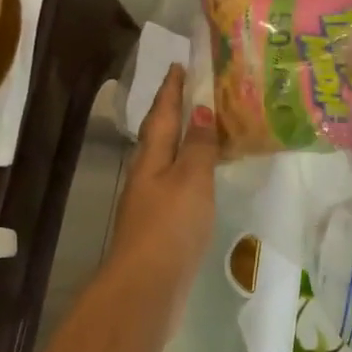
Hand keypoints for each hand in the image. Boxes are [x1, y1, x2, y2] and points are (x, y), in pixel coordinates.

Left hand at [106, 65, 217, 298]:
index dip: (170, 90)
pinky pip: (177, 187)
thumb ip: (198, 147)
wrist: (147, 285)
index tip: (177, 65)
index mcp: (151, 159)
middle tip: (193, 92)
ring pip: (167, 162)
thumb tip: (201, 111)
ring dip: (183, 143)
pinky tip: (203, 180)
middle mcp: (146, 176)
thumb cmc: (170, 226)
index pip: (161, 115)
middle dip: (172, 114)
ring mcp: (150, 203)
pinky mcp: (160, 227)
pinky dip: (190, 173)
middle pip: (159, 137)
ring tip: (205, 130)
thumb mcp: (191, 180)